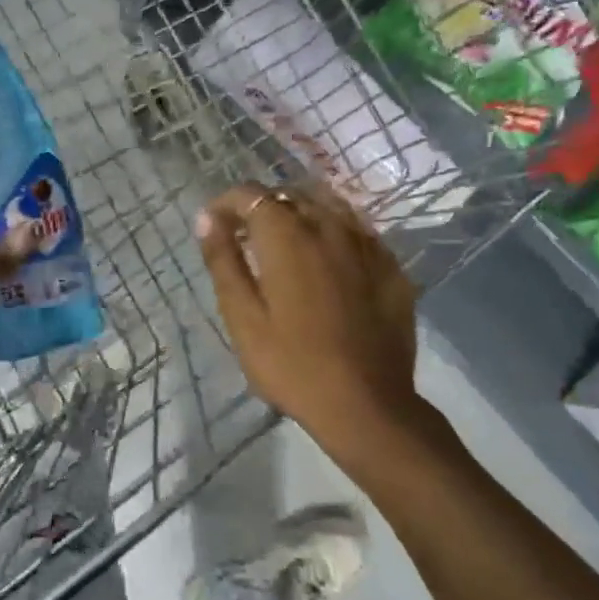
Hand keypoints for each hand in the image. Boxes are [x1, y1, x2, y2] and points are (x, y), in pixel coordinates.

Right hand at [196, 183, 422, 442]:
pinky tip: (327, 260)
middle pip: (290, 194)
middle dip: (262, 207)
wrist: (367, 404)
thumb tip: (207, 218)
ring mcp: (367, 245)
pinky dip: (333, 232)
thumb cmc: (291, 364)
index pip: (251, 194)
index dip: (227, 202)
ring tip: (284, 244)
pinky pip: (357, 231)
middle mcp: (329, 227)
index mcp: (288, 236)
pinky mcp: (391, 267)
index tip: (214, 226)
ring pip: (328, 207)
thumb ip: (223, 260)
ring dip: (299, 214)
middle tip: (245, 238)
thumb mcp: (242, 317)